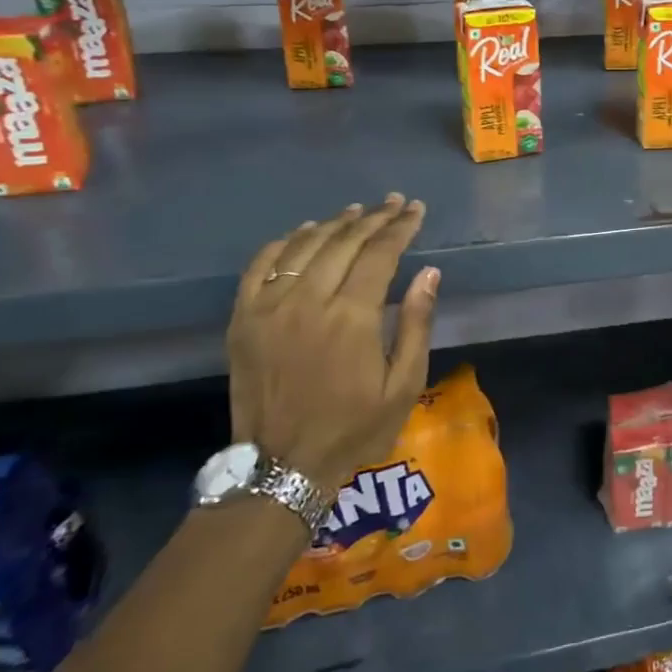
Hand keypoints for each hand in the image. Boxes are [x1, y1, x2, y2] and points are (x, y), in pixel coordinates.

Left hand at [226, 194, 439, 488]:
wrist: (282, 468)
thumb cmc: (354, 428)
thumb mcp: (404, 384)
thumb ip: (416, 324)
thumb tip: (429, 272)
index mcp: (352, 317)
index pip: (380, 253)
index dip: (400, 227)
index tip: (416, 210)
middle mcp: (308, 301)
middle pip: (344, 242)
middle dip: (374, 217)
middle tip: (394, 203)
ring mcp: (269, 308)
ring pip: (305, 246)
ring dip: (334, 223)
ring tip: (357, 210)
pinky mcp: (243, 319)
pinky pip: (261, 265)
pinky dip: (285, 242)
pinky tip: (304, 232)